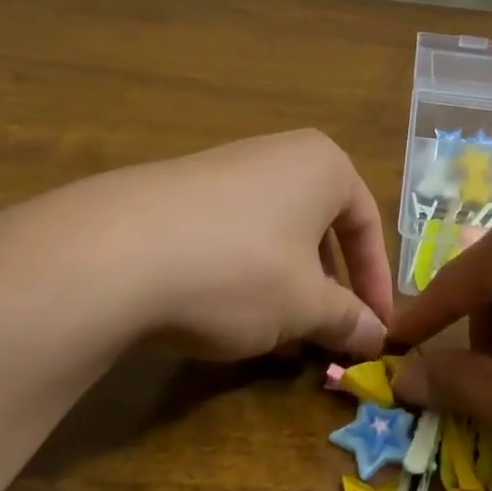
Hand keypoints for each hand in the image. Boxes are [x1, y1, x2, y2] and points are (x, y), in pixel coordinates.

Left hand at [0, 130, 394, 369]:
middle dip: (328, 287)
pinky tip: (225, 316)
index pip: (367, 224)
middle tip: (327, 334)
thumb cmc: (240, 269)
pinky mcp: (178, 192)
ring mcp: (223, 168)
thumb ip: (347, 319)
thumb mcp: (305, 304)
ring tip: (277, 336)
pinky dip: (243, 275)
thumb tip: (377, 337)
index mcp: (323, 165)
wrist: (114, 253)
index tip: (376, 331)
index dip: (376, 284)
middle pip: (320, 227)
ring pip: (275, 234)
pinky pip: (231, 235)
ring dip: (286, 287)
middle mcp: (278, 154)